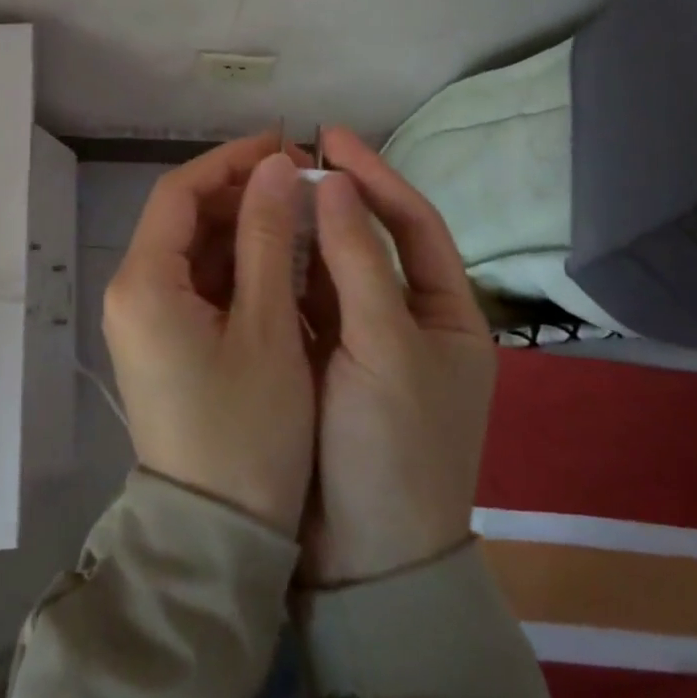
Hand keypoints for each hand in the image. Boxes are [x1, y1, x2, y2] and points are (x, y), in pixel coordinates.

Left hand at [102, 134, 316, 535]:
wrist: (217, 536)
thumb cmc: (247, 432)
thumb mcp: (267, 327)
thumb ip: (269, 238)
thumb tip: (277, 166)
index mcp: (143, 282)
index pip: (179, 191)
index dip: (232, 160)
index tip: (286, 146)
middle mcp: (131, 291)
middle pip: (183, 216)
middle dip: (240, 190)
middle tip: (303, 180)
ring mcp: (145, 317)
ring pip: (193, 247)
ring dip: (243, 225)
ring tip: (301, 213)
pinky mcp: (164, 339)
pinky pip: (197, 280)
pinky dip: (237, 263)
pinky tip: (282, 258)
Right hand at [302, 127, 496, 584]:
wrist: (364, 559)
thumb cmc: (393, 447)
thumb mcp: (385, 348)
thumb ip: (357, 261)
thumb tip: (332, 183)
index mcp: (447, 314)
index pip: (412, 224)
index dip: (374, 176)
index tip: (329, 137)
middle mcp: (407, 320)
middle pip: (368, 242)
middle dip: (331, 200)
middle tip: (284, 159)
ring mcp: (361, 342)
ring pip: (328, 270)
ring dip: (300, 232)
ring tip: (260, 192)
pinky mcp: (320, 362)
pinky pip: (300, 303)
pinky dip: (279, 273)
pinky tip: (249, 246)